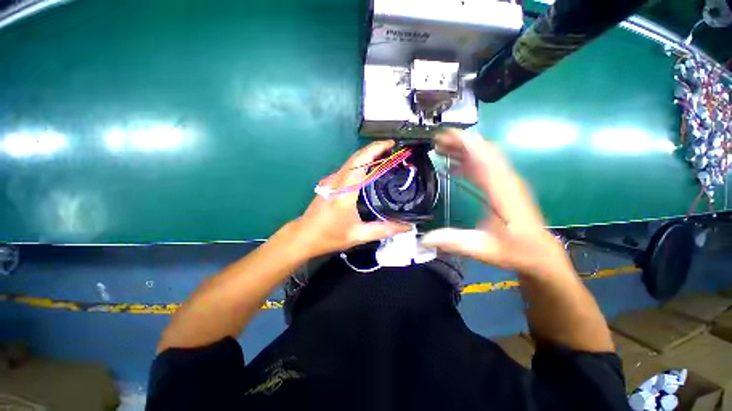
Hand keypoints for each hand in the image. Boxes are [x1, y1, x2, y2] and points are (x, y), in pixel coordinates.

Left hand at [291, 140, 411, 257]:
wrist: (304, 236)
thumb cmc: (329, 236)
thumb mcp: (358, 235)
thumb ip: (383, 229)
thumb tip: (406, 226)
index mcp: (344, 192)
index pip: (360, 162)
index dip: (375, 149)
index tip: (391, 144)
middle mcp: (337, 181)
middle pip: (356, 157)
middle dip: (375, 149)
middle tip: (393, 150)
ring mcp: (331, 181)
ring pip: (351, 161)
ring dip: (368, 155)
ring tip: (386, 158)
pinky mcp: (330, 183)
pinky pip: (348, 168)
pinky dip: (361, 164)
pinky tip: (370, 171)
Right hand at [421, 129, 573, 277]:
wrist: (539, 254)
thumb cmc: (516, 250)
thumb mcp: (485, 249)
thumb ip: (455, 242)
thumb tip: (425, 239)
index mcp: (502, 190)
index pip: (484, 157)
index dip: (465, 143)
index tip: (445, 135)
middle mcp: (505, 180)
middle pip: (483, 152)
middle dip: (460, 142)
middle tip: (436, 141)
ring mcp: (504, 182)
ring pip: (484, 157)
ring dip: (463, 150)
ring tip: (441, 148)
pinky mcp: (502, 187)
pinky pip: (484, 167)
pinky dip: (469, 162)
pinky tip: (455, 167)